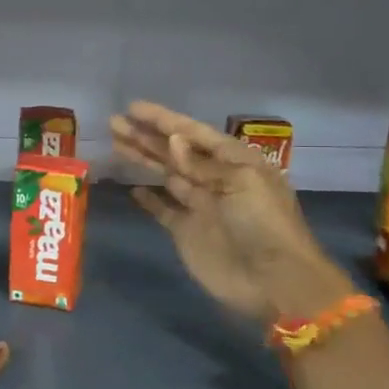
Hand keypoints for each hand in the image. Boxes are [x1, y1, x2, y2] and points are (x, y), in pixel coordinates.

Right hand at [110, 101, 353, 320]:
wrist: (273, 281)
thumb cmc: (264, 224)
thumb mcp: (240, 183)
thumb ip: (202, 164)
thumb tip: (172, 141)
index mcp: (235, 161)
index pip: (193, 133)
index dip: (163, 120)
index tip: (133, 107)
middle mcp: (215, 179)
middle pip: (175, 152)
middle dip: (146, 136)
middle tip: (114, 122)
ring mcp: (200, 206)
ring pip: (166, 175)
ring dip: (143, 159)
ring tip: (116, 143)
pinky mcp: (188, 232)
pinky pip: (164, 210)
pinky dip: (150, 200)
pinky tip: (133, 188)